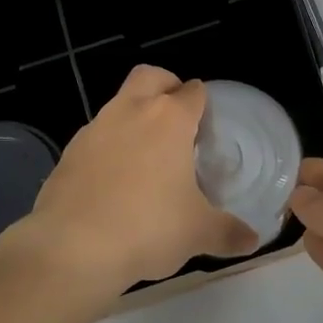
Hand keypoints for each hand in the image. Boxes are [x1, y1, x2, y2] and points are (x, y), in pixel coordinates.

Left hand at [5, 66, 256, 299]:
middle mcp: (131, 111)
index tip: (208, 127)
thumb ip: (228, 232)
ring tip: (147, 158)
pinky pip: (96, 136)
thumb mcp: (197, 233)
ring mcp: (95, 127)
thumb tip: (252, 240)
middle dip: (166, 86)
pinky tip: (115, 181)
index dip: (203, 104)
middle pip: (151, 76)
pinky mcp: (69, 150)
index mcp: (169, 119)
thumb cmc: (147, 228)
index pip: (193, 91)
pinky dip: (109, 147)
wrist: (72, 246)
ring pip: (119, 103)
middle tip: (178, 122)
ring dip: (135, 117)